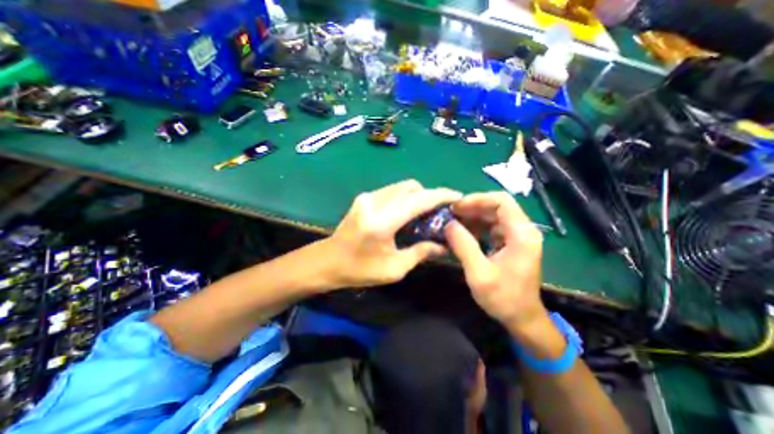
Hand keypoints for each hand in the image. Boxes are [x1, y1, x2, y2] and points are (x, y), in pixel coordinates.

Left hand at [323, 179, 461, 288]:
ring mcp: (367, 197)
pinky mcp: (364, 197)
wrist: (328, 261)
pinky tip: (406, 212)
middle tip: (439, 211)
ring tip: (424, 212)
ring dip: (417, 195)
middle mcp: (374, 202)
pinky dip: (404, 197)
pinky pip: (392, 191)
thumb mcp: (394, 269)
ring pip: (401, 186)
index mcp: (382, 222)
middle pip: (411, 187)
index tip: (457, 196)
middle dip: (429, 195)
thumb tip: (443, 246)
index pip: (418, 200)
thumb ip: (421, 253)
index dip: (441, 195)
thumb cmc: (360, 270)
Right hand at [445, 192, 545, 331]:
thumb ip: (463, 246)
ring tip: (451, 222)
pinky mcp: (509, 243)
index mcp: (522, 234)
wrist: (522, 318)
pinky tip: (460, 232)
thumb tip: (448, 224)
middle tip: (449, 214)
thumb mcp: (479, 273)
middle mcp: (522, 230)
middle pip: (496, 206)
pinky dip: (474, 226)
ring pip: (492, 215)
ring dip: (471, 216)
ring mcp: (516, 236)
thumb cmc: (504, 298)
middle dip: (471, 207)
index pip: (502, 202)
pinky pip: (490, 227)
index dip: (477, 199)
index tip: (456, 207)